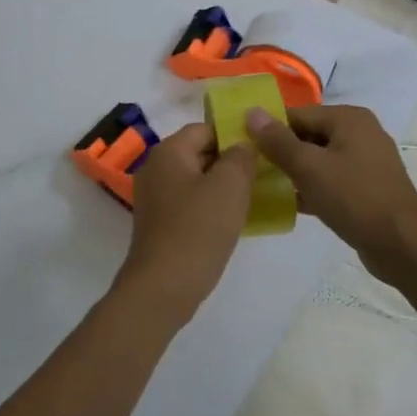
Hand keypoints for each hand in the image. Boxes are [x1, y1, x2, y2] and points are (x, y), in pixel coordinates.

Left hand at [114, 124, 257, 327]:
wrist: (163, 286)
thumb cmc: (198, 229)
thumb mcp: (229, 187)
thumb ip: (241, 157)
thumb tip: (243, 146)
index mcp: (168, 151)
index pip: (205, 129)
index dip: (234, 136)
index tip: (262, 152)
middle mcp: (155, 168)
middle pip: (199, 153)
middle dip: (230, 161)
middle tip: (262, 175)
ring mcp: (154, 197)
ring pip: (195, 180)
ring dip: (222, 186)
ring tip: (252, 198)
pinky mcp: (158, 222)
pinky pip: (189, 202)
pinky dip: (209, 206)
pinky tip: (231, 221)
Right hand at [245, 104, 416, 286]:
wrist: (402, 245)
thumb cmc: (353, 197)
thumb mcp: (308, 167)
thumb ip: (277, 140)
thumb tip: (251, 112)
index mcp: (348, 118)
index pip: (297, 114)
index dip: (269, 129)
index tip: (244, 148)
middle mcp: (360, 132)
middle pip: (308, 135)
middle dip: (281, 152)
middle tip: (251, 170)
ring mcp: (366, 161)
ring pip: (319, 159)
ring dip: (294, 172)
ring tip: (264, 187)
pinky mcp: (367, 187)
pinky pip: (331, 179)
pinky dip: (312, 187)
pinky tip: (289, 203)